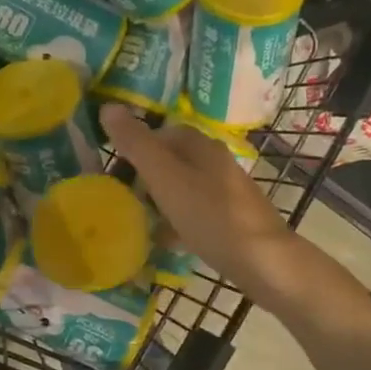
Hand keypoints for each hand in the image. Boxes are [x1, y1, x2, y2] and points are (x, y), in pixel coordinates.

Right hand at [101, 104, 339, 312]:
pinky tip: (163, 239)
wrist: (263, 262)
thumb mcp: (165, 177)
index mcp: (201, 146)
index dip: (135, 144)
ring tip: (135, 217)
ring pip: (181, 187)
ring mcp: (226, 192)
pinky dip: (175, 222)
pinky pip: (193, 214)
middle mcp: (216, 163)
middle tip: (119, 194)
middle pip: (171, 160)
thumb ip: (136, 144)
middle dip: (144, 174)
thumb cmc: (210, 215)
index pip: (161, 132)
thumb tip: (107, 107)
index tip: (113, 166)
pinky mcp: (230, 220)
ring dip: (158, 199)